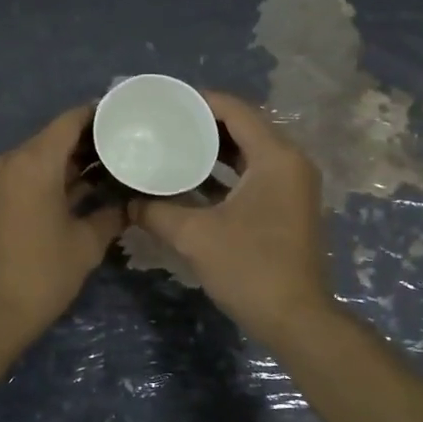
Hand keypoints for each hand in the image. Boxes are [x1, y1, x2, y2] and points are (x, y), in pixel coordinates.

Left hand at [0, 104, 124, 338]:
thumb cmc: (42, 273)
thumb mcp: (86, 244)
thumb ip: (111, 215)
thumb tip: (130, 205)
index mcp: (33, 162)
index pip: (70, 121)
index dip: (99, 114)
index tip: (128, 116)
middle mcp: (11, 161)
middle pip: (55, 137)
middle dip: (90, 140)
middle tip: (129, 144)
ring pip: (42, 157)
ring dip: (73, 161)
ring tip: (114, 165)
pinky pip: (29, 175)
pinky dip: (54, 178)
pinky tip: (86, 188)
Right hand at [130, 92, 331, 341]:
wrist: (296, 320)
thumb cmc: (250, 269)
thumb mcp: (195, 236)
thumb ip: (156, 211)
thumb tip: (126, 201)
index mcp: (276, 157)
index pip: (235, 110)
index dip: (198, 102)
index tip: (163, 104)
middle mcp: (290, 162)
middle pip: (244, 127)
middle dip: (203, 124)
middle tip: (163, 124)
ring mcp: (293, 185)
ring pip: (249, 152)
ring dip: (213, 149)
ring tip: (173, 145)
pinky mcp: (288, 206)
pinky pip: (254, 174)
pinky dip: (226, 172)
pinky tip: (192, 179)